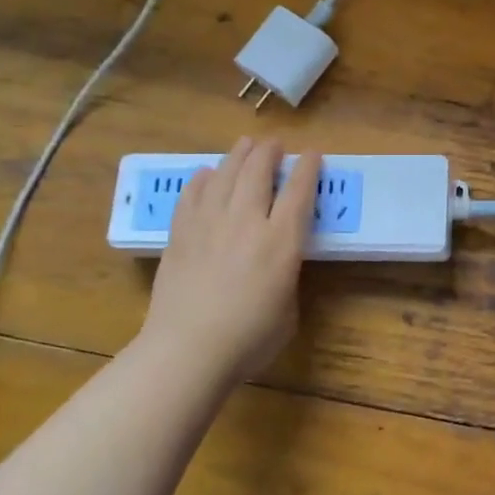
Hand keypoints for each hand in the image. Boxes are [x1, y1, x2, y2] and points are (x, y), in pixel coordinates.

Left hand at [140, 137, 319, 385]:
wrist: (187, 351)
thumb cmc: (248, 339)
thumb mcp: (288, 310)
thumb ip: (286, 276)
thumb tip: (278, 263)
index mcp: (281, 242)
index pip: (299, 192)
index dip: (308, 168)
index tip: (313, 153)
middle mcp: (246, 222)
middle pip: (257, 172)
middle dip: (269, 152)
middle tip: (274, 144)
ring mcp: (209, 224)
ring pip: (224, 175)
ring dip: (237, 156)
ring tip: (245, 145)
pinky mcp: (180, 235)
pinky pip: (192, 195)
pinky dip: (201, 179)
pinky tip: (205, 174)